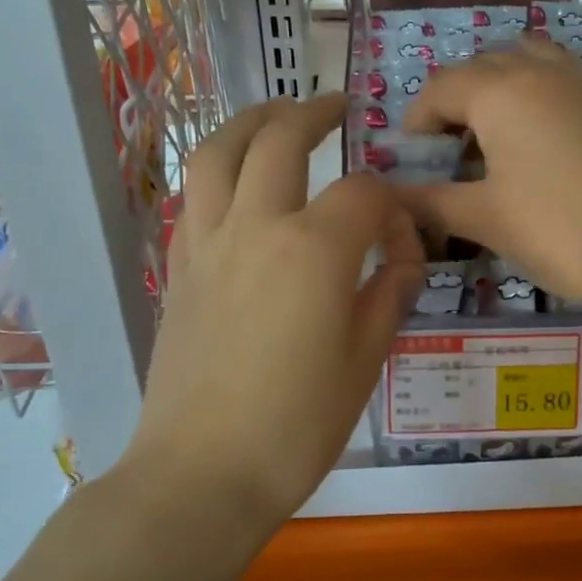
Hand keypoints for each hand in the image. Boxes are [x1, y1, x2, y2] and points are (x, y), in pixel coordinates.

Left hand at [129, 95, 423, 521]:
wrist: (202, 473)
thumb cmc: (297, 425)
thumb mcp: (365, 359)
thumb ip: (388, 294)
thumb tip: (401, 260)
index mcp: (313, 249)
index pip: (363, 194)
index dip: (393, 210)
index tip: (403, 245)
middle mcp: (256, 227)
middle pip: (280, 140)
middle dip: (313, 113)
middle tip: (337, 106)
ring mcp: (207, 244)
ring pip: (217, 152)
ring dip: (250, 121)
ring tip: (275, 115)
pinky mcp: (178, 268)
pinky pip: (194, 196)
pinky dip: (219, 169)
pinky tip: (238, 181)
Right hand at [396, 37, 581, 314]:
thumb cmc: (554, 230)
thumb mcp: (482, 217)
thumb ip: (428, 200)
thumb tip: (390, 196)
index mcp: (501, 91)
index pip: (441, 87)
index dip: (417, 119)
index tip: (411, 156)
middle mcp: (541, 71)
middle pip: (483, 68)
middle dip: (456, 101)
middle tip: (448, 151)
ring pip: (527, 63)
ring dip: (499, 90)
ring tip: (494, 138)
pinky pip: (560, 82)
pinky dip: (536, 98)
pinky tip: (539, 147)